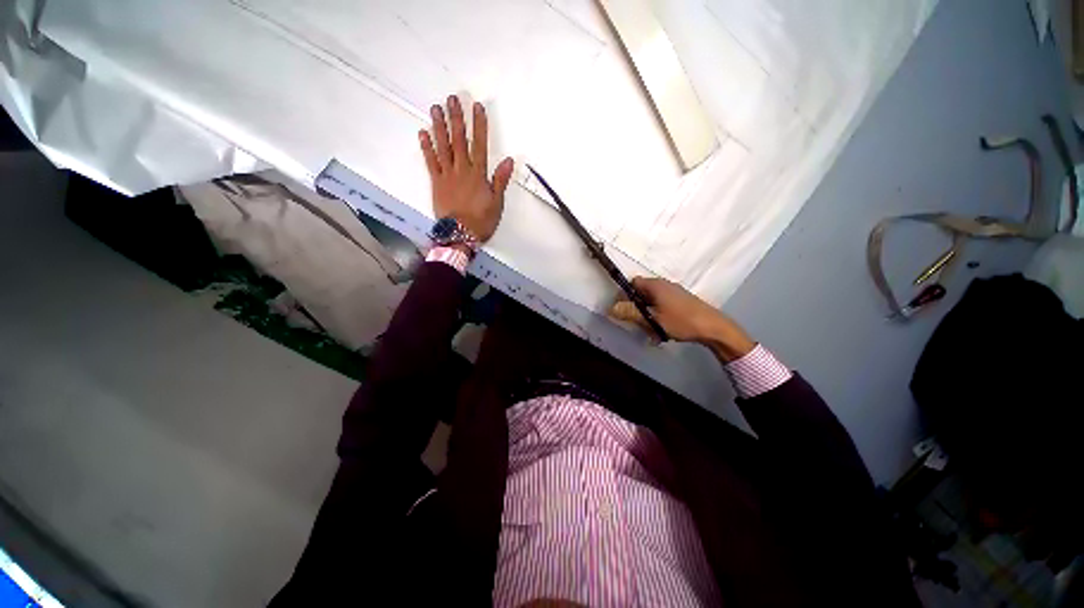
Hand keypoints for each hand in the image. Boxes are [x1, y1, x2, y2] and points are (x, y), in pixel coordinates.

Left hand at [419, 95, 513, 241]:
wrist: (460, 235)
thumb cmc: (481, 221)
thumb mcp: (497, 203)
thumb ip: (500, 181)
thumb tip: (509, 161)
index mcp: (478, 174)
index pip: (480, 145)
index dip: (479, 125)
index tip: (477, 107)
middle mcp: (462, 170)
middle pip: (459, 140)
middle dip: (457, 118)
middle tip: (453, 99)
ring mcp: (447, 175)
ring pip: (443, 147)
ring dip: (439, 127)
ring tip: (436, 108)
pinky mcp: (436, 183)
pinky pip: (430, 162)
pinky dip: (426, 147)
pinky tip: (423, 133)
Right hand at [609, 277, 755, 361]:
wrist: (713, 328)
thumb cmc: (681, 321)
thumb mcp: (652, 319)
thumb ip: (631, 313)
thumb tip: (611, 308)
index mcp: (655, 285)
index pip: (632, 283)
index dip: (624, 295)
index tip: (622, 310)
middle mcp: (663, 285)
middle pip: (641, 293)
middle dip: (636, 308)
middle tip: (637, 323)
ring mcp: (673, 293)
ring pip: (651, 302)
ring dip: (647, 315)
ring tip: (651, 331)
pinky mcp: (680, 301)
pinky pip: (662, 306)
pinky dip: (658, 316)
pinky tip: (662, 331)